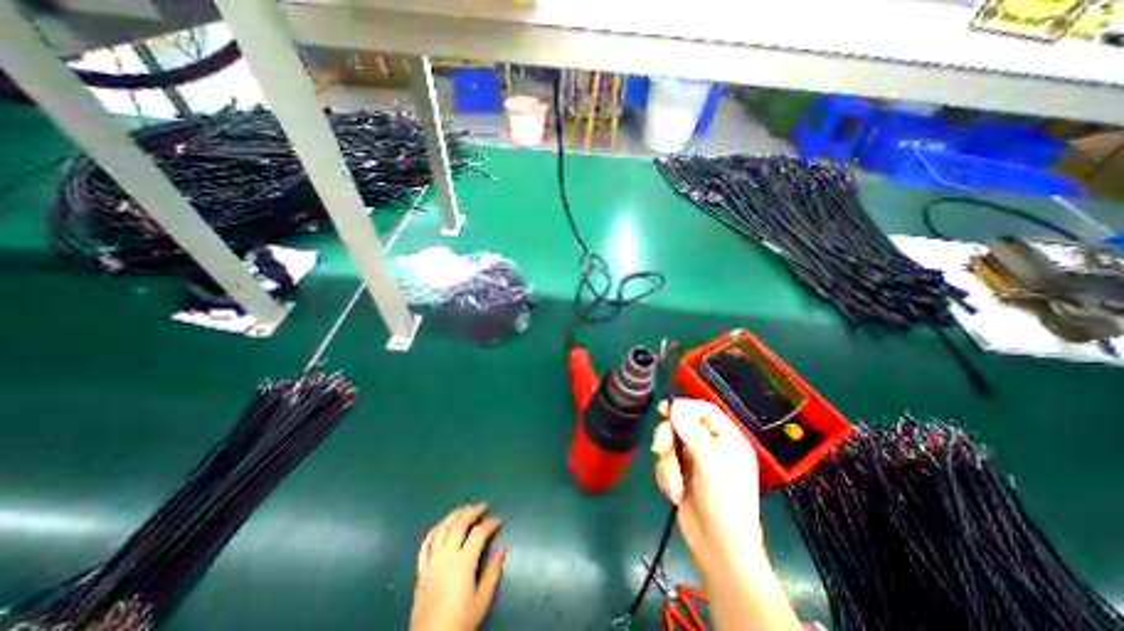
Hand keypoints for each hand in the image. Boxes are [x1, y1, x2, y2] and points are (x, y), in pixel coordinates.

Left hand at [411, 503, 507, 629]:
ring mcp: (431, 562)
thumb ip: (493, 571)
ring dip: (454, 515)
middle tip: (483, 506)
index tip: (500, 520)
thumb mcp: (482, 600)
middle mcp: (446, 556)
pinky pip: (425, 544)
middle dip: (472, 511)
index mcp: (463, 562)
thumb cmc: (460, 622)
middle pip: (459, 524)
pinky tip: (441, 526)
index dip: (491, 523)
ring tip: (464, 509)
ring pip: (442, 529)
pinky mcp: (421, 571)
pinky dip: (434, 531)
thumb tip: (502, 547)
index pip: (479, 533)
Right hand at [656, 401, 769, 577]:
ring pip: (669, 444)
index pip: (705, 410)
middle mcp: (711, 446)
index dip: (685, 407)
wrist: (718, 550)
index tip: (664, 409)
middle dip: (668, 439)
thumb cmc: (724, 503)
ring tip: (674, 486)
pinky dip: (666, 476)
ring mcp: (695, 460)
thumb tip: (673, 405)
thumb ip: (690, 430)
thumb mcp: (709, 462)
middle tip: (660, 449)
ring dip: (667, 464)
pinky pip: (665, 462)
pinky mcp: (681, 474)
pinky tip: (674, 494)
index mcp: (727, 439)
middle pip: (681, 425)